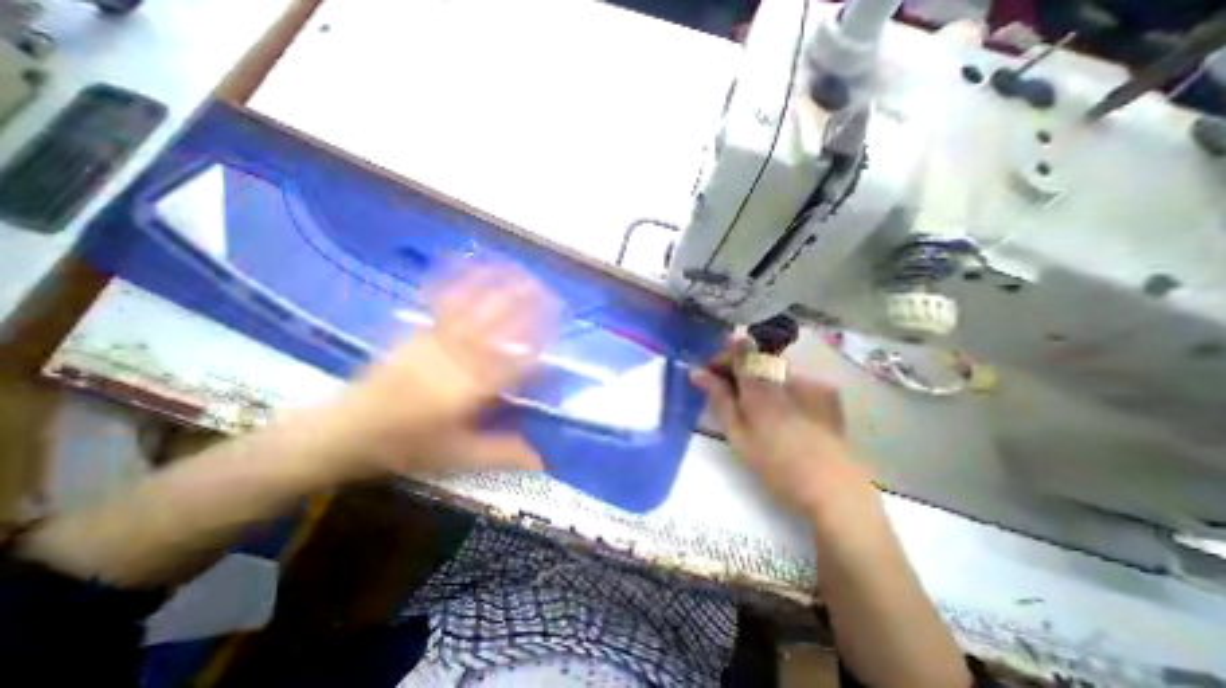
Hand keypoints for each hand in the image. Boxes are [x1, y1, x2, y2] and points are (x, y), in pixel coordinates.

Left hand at [318, 265, 562, 481]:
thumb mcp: (456, 455)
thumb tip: (543, 461)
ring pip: (475, 309)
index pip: (517, 363)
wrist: (344, 431)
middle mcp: (458, 359)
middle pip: (499, 327)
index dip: (540, 345)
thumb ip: (501, 453)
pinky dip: (458, 280)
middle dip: (527, 307)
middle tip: (550, 292)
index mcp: (471, 390)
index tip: (559, 332)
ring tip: (520, 270)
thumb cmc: (404, 445)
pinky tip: (468, 262)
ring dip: (500, 288)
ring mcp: (436, 341)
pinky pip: (442, 302)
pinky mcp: (418, 332)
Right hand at [693, 346, 874, 519]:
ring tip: (754, 405)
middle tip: (726, 392)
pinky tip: (782, 412)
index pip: (739, 351)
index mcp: (762, 385)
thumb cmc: (776, 466)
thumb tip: (698, 373)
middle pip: (756, 357)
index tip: (709, 375)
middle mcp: (788, 374)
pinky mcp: (827, 392)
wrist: (836, 490)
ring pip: (774, 368)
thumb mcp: (738, 435)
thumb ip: (719, 399)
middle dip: (738, 369)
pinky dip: (780, 387)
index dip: (721, 359)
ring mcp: (812, 381)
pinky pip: (794, 379)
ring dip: (758, 378)